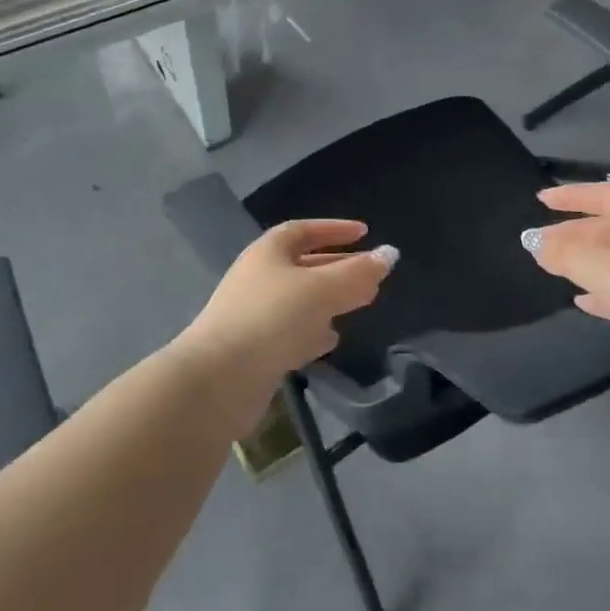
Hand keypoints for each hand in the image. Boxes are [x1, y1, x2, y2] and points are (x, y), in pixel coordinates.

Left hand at [178, 220, 394, 392]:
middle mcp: (258, 279)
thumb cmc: (271, 319)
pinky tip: (330, 339)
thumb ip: (358, 273)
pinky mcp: (255, 350)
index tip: (364, 233)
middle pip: (303, 266)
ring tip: (360, 304)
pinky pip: (290, 332)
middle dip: (338, 268)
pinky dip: (313, 331)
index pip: (303, 231)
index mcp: (268, 253)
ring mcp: (254, 315)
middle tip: (370, 275)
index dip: (334, 229)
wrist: (218, 380)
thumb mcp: (321, 290)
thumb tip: (391, 254)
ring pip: (299, 300)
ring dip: (329, 300)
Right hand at [523, 182, 609, 365]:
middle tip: (538, 244)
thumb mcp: (604, 271)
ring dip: (584, 262)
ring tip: (553, 269)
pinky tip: (584, 302)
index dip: (572, 195)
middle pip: (608, 227)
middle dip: (572, 233)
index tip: (541, 200)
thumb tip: (535, 243)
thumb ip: (566, 255)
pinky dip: (603, 289)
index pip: (604, 194)